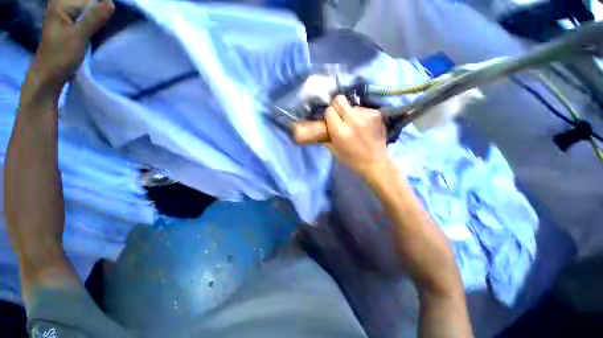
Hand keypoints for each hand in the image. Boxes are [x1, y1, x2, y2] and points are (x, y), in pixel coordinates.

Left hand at [28, 0, 113, 91]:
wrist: (49, 76)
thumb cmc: (59, 56)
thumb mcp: (77, 36)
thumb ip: (93, 18)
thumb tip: (111, 3)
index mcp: (62, 5)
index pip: (89, 0)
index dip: (103, 5)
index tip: (116, 14)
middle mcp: (64, 8)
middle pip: (89, 4)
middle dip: (103, 10)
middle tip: (113, 23)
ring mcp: (68, 18)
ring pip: (90, 12)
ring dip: (101, 18)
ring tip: (111, 27)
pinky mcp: (73, 28)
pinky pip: (89, 20)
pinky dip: (98, 24)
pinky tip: (104, 30)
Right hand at [324, 96, 389, 177]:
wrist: (374, 162)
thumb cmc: (351, 159)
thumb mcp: (333, 150)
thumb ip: (325, 136)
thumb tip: (321, 125)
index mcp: (340, 131)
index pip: (329, 110)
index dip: (329, 115)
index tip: (331, 120)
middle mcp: (353, 120)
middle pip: (340, 99)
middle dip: (337, 106)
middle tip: (339, 116)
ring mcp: (367, 115)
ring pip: (352, 105)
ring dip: (350, 113)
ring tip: (355, 125)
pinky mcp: (376, 114)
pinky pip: (363, 109)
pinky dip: (361, 115)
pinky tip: (364, 126)